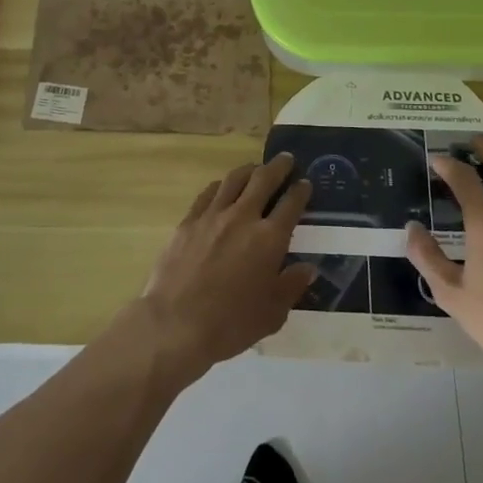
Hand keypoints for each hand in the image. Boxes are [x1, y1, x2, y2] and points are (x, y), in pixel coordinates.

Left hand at [140, 154, 315, 378]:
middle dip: (278, 167)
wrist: (176, 323)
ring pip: (234, 180)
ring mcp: (212, 216)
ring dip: (249, 170)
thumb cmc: (230, 324)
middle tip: (286, 159)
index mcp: (269, 239)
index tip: (305, 183)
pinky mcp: (188, 221)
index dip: (300, 191)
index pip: (291, 205)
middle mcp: (243, 217)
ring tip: (255, 168)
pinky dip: (221, 185)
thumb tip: (306, 268)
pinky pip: (208, 193)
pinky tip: (223, 187)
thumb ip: (291, 286)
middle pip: (263, 180)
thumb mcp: (272, 314)